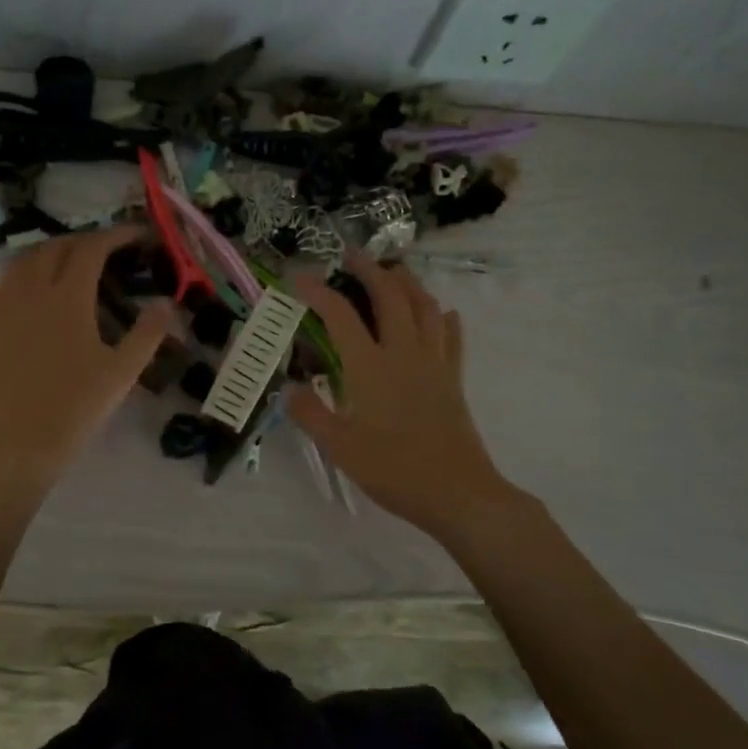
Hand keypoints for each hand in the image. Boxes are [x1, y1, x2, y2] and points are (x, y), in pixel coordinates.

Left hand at [0, 226, 176, 490]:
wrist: (18, 442)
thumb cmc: (76, 407)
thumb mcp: (122, 372)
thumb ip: (148, 333)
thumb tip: (166, 303)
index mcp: (67, 297)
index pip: (92, 249)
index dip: (116, 235)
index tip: (137, 235)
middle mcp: (31, 290)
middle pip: (56, 247)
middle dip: (84, 240)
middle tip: (108, 250)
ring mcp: (3, 306)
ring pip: (25, 260)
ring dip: (52, 252)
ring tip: (72, 264)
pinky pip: (6, 283)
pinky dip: (27, 274)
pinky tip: (38, 293)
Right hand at [287, 253, 513, 533]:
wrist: (457, 493)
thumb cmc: (393, 470)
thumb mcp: (339, 447)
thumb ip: (311, 414)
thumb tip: (290, 390)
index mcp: (370, 367)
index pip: (340, 316)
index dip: (317, 292)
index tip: (298, 278)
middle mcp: (404, 353)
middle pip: (390, 296)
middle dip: (369, 270)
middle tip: (352, 256)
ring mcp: (434, 363)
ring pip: (425, 307)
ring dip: (408, 283)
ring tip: (393, 273)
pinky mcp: (453, 379)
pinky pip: (451, 336)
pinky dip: (443, 317)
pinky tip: (441, 312)